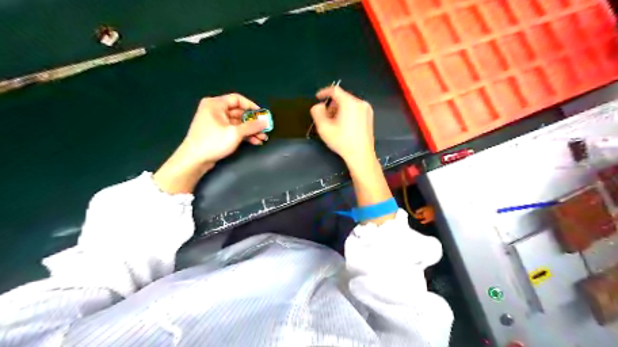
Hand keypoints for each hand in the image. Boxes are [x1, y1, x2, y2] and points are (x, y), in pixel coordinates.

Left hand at [177, 94, 267, 166]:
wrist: (194, 160)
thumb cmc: (213, 142)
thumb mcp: (235, 133)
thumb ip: (252, 126)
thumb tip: (265, 122)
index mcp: (215, 104)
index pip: (237, 99)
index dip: (251, 106)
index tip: (262, 115)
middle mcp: (215, 110)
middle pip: (239, 112)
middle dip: (253, 122)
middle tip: (265, 129)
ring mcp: (216, 122)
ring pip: (238, 123)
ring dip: (250, 130)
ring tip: (262, 138)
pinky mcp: (217, 132)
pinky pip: (233, 130)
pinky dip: (244, 135)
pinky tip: (254, 141)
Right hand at [308, 87, 376, 167]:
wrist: (361, 155)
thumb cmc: (342, 141)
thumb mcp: (324, 128)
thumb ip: (317, 113)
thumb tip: (318, 106)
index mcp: (350, 103)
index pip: (335, 90)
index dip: (324, 92)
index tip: (317, 98)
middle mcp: (360, 103)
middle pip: (342, 97)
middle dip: (332, 104)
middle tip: (325, 116)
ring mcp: (367, 109)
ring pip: (349, 103)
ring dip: (339, 109)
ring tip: (334, 123)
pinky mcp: (369, 116)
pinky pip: (355, 109)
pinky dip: (347, 112)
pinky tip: (344, 125)